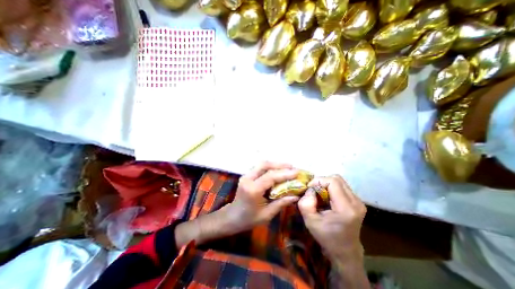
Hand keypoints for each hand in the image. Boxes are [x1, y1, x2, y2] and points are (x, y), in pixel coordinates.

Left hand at [176, 163, 300, 248]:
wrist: (232, 217)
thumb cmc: (249, 219)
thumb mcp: (267, 214)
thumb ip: (281, 203)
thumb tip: (296, 196)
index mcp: (252, 190)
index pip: (270, 177)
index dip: (285, 173)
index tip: (297, 172)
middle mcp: (248, 179)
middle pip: (265, 165)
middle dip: (280, 165)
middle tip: (292, 167)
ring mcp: (246, 175)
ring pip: (262, 164)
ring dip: (275, 164)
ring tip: (287, 167)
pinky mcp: (246, 175)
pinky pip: (259, 168)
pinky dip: (270, 167)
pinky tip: (277, 170)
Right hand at [298, 175, 365, 260]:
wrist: (345, 252)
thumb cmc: (327, 237)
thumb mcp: (310, 221)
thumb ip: (305, 203)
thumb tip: (310, 189)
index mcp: (346, 208)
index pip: (333, 182)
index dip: (319, 180)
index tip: (309, 188)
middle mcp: (356, 202)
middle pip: (337, 178)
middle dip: (322, 181)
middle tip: (314, 190)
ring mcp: (359, 202)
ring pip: (340, 181)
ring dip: (327, 184)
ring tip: (320, 193)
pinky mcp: (358, 202)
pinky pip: (342, 187)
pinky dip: (331, 188)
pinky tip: (327, 197)